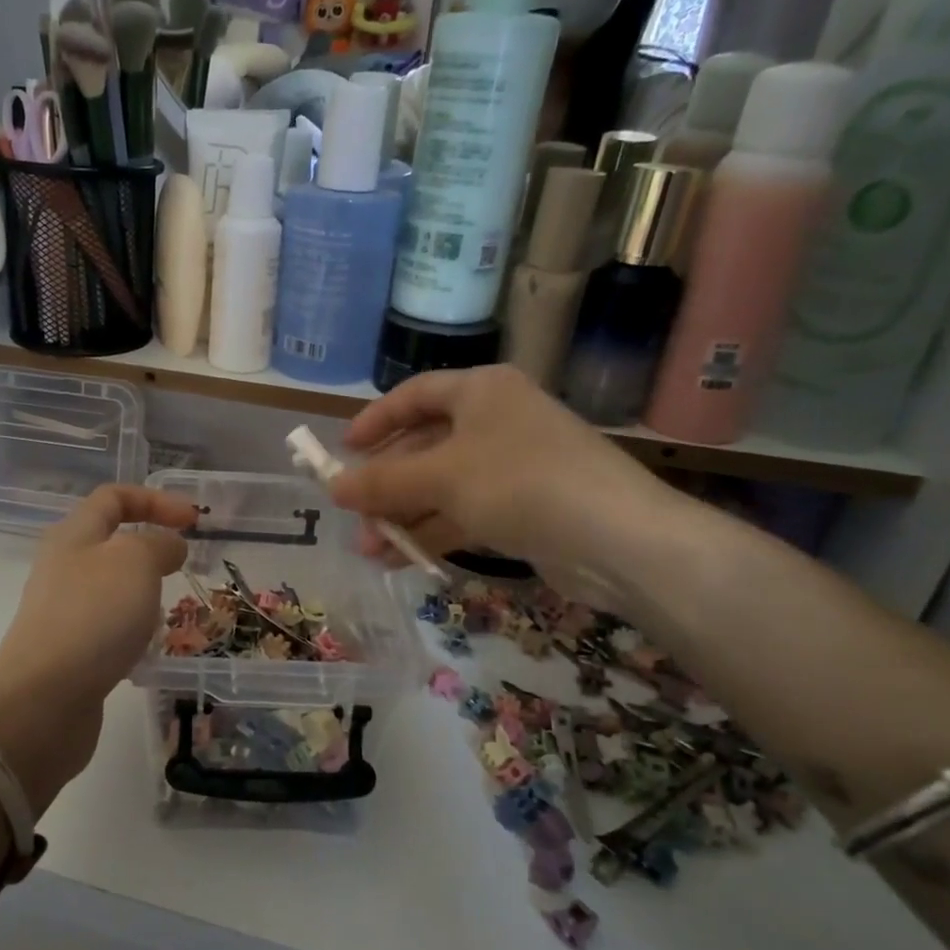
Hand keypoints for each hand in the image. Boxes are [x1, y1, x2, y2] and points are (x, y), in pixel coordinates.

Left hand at [0, 485, 196, 812]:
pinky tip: (146, 648)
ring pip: (112, 586)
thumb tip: (169, 546)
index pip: (114, 498)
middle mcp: (64, 566)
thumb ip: (158, 544)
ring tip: (167, 612)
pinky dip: (132, 628)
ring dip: (144, 592)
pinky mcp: (68, 649)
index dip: (156, 500)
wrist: (43, 700)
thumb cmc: (93, 617)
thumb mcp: (136, 562)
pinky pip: (108, 625)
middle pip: (111, 542)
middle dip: (152, 549)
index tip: (194, 521)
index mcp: (74, 535)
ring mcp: (63, 610)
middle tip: (183, 568)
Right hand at [331, 367, 682, 609]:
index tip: (343, 450)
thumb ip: (382, 482)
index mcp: (481, 391)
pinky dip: (433, 532)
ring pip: (442, 486)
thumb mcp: (440, 477)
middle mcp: (497, 420)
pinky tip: (402, 559)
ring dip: (404, 516)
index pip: (414, 395)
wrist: (617, 539)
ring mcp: (513, 466)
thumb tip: (332, 487)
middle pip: (425, 446)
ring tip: (370, 550)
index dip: (375, 420)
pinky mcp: (524, 507)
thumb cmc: (519, 482)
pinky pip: (464, 513)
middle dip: (386, 485)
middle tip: (353, 515)